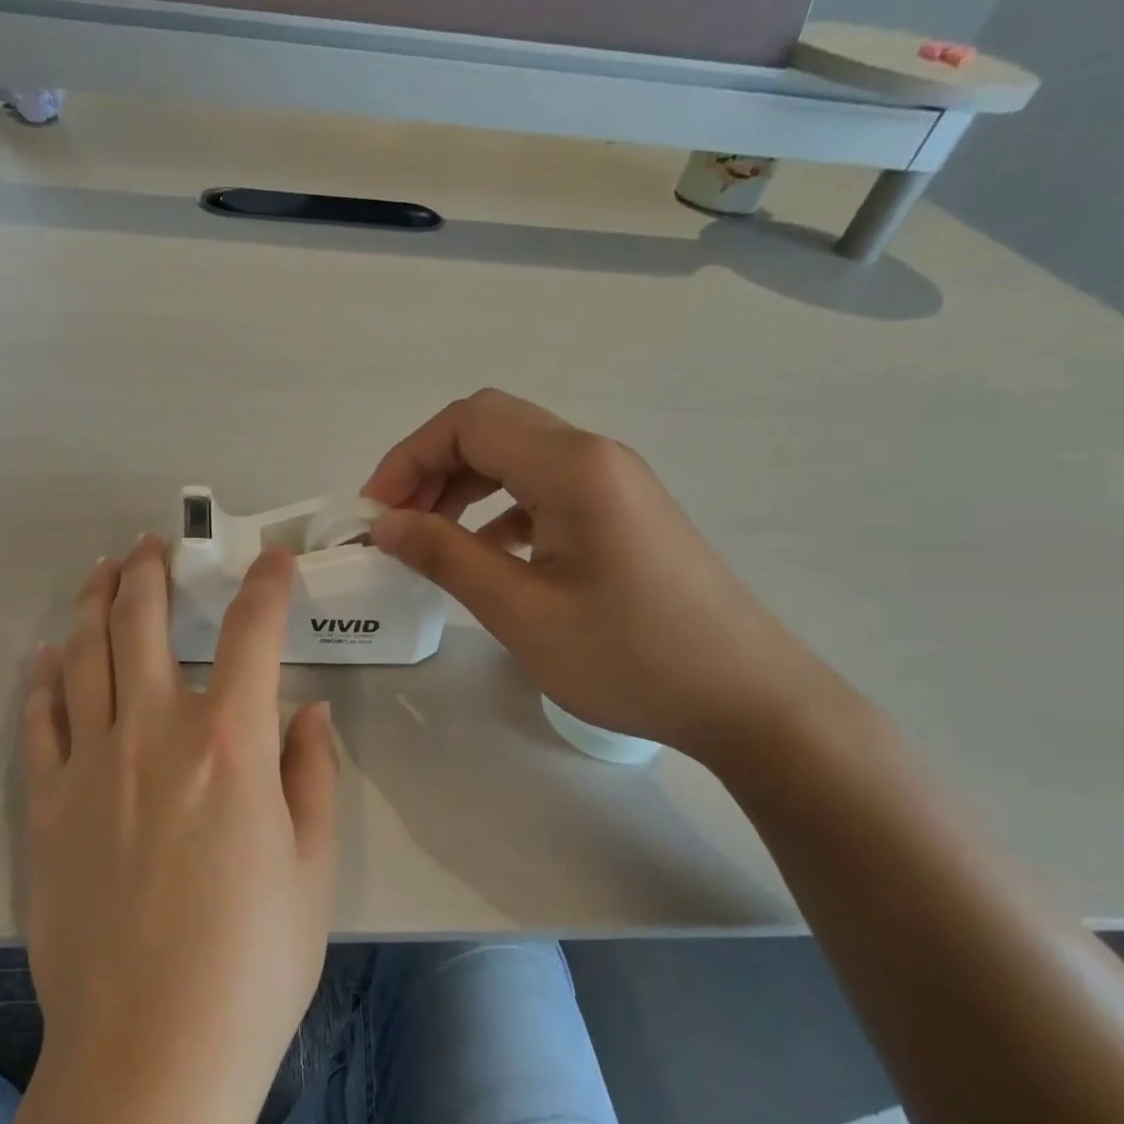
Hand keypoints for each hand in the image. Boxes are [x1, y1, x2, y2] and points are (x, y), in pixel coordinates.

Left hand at [22, 536, 338, 1120]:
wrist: (150, 1052)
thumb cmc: (252, 963)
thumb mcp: (312, 866)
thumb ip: (310, 774)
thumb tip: (305, 713)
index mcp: (230, 742)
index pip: (253, 632)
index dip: (267, 584)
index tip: (272, 560)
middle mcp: (155, 731)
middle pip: (144, 621)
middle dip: (152, 571)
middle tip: (154, 544)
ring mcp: (91, 764)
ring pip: (86, 654)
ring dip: (94, 603)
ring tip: (101, 571)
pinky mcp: (47, 805)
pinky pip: (41, 719)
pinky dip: (45, 678)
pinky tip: (47, 655)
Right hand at [362, 389, 833, 761]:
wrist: (747, 699)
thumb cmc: (631, 657)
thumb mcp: (522, 612)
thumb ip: (446, 557)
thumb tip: (385, 524)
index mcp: (571, 466)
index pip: (467, 423)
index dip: (407, 459)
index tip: (375, 515)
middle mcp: (593, 456)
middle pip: (490, 428)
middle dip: (429, 468)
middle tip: (395, 525)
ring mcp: (612, 482)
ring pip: (515, 457)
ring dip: (461, 487)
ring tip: (429, 540)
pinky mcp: (620, 512)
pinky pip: (542, 489)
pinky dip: (497, 509)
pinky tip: (485, 555)